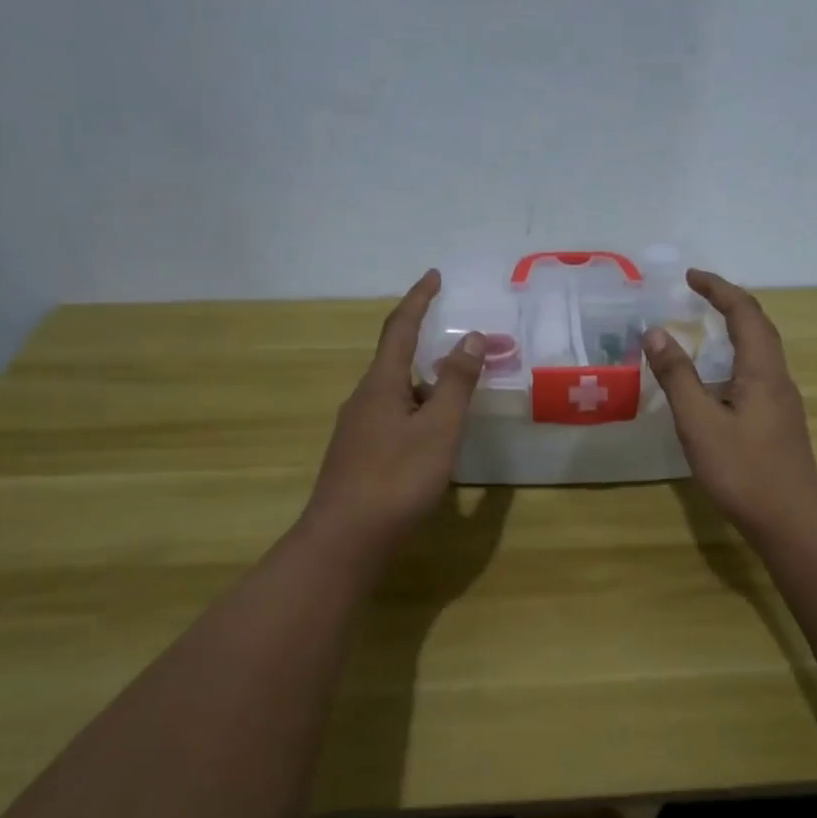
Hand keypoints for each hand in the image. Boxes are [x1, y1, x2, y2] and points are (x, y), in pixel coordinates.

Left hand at [302, 271, 484, 554]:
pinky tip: (434, 440)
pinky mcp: (359, 458)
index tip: (434, 276)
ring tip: (459, 400)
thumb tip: (471, 338)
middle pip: (397, 362)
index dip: (419, 300)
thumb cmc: (396, 480)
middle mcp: (364, 400)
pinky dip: (418, 416)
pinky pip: (394, 421)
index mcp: (380, 385)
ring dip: (427, 388)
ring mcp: (357, 431)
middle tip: (467, 355)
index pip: (399, 329)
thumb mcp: (437, 429)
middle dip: (430, 351)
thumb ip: (456, 384)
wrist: (345, 541)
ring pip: (398, 396)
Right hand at [642, 269, 816, 540]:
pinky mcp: (779, 423)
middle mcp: (778, 379)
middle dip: (729, 304)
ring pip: (760, 353)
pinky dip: (734, 360)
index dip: (718, 290)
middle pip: (759, 327)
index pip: (744, 313)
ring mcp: (783, 403)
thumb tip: (656, 332)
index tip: (690, 277)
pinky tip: (716, 382)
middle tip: (697, 294)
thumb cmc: (742, 471)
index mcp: (762, 371)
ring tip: (704, 329)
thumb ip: (677, 376)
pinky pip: (757, 375)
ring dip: (734, 331)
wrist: (791, 522)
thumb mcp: (699, 422)